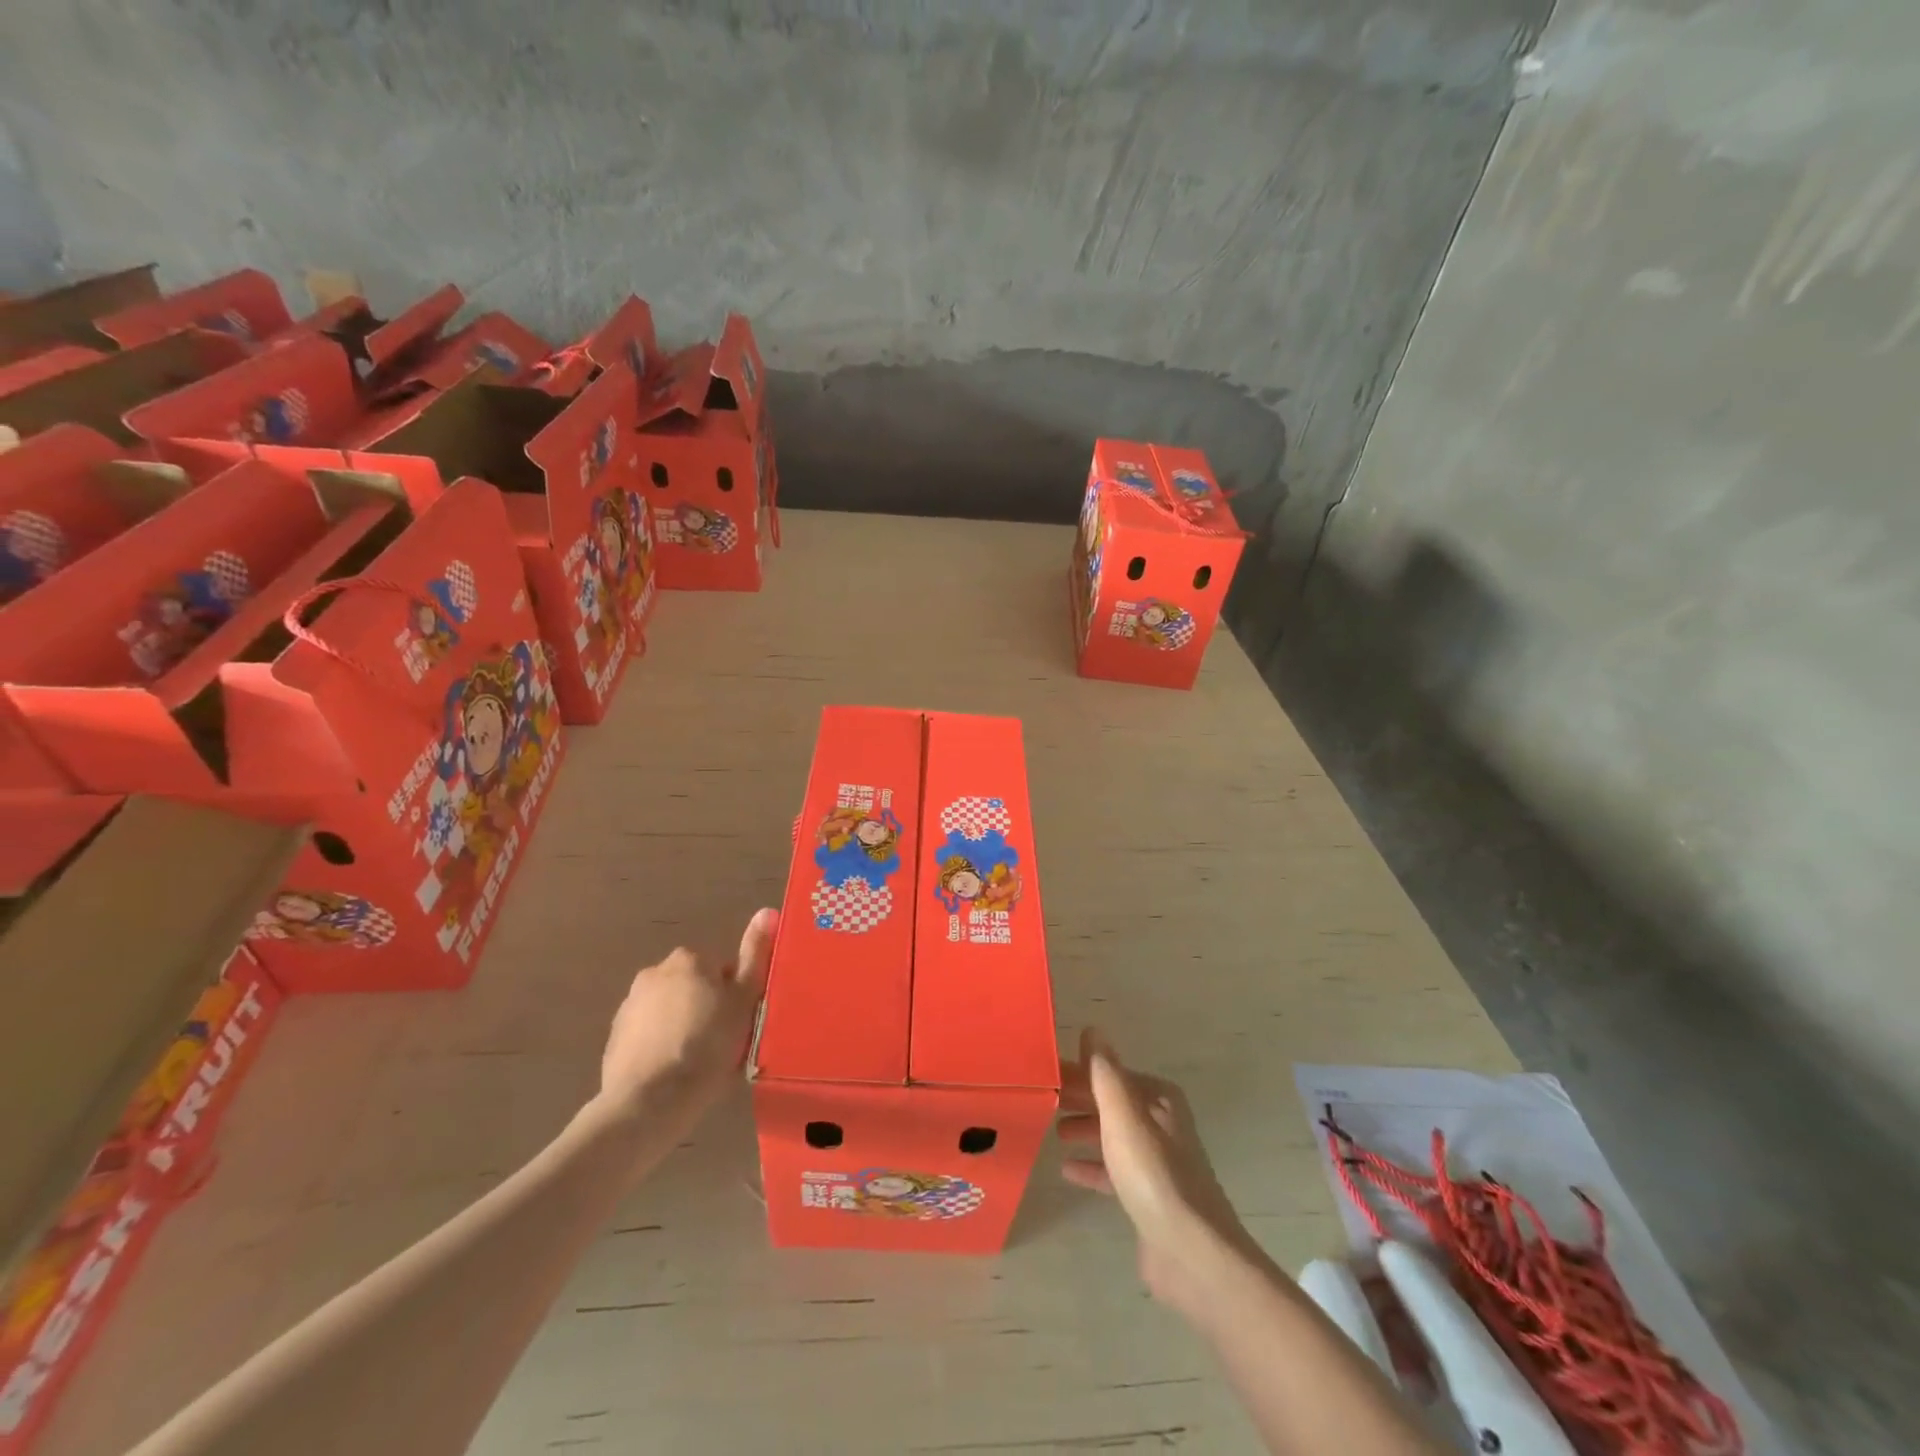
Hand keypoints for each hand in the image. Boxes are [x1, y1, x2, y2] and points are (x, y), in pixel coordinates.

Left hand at [593, 908, 777, 1133]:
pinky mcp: (615, 1038)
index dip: (735, 997)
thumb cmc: (708, 1045)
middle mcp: (655, 972)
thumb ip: (755, 954)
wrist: (650, 1101)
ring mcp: (630, 1005)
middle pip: (694, 987)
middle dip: (706, 1008)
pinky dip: (660, 1046)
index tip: (740, 1025)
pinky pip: (648, 1035)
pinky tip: (672, 1073)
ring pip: (670, 1011)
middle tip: (722, 1044)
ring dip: (683, 1026)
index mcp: (689, 959)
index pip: (722, 970)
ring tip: (697, 1064)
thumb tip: (767, 910)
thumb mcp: (744, 999)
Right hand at [1059, 1028, 1263, 1314]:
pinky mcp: (1150, 1197)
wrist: (1192, 1254)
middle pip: (1113, 1103)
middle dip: (1081, 1100)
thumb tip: (1093, 1029)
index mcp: (1159, 1099)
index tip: (1047, 1075)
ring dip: (1086, 1130)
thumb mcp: (1123, 1117)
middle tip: (1044, 1101)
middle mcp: (1162, 1124)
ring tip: (1054, 1132)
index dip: (1080, 1073)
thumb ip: (1105, 1073)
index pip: (1112, 1074)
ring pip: (1114, 1135)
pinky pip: (1115, 1171)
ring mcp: (1158, 1162)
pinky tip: (1068, 1170)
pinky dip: (1093, 1166)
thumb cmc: (1154, 1176)